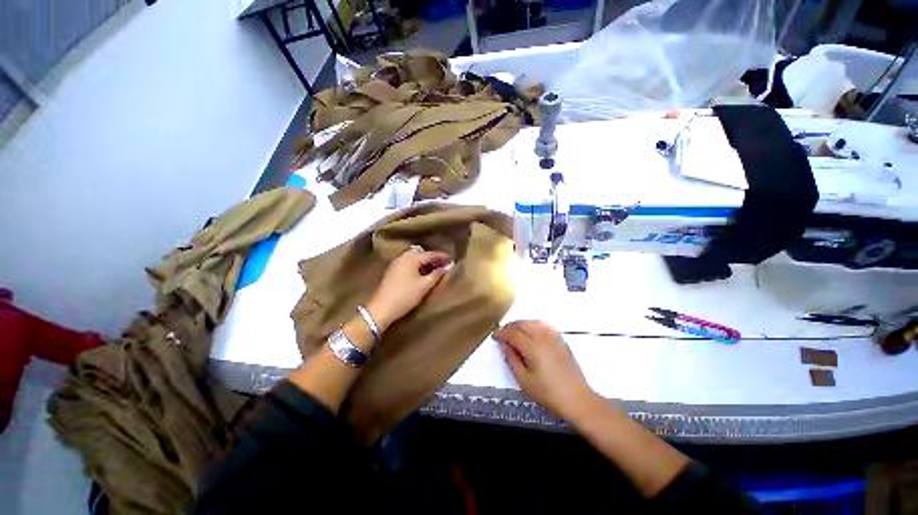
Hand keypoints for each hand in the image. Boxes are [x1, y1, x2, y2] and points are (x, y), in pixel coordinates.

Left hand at [366, 248, 451, 330]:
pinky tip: (421, 274)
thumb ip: (437, 275)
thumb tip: (446, 267)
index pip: (430, 254)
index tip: (451, 259)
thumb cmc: (406, 295)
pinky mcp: (392, 272)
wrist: (382, 308)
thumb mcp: (424, 286)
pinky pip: (408, 264)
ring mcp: (396, 264)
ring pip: (414, 259)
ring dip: (424, 263)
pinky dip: (417, 266)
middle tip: (443, 264)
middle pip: (421, 254)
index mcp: (412, 258)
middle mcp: (403, 257)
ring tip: (434, 270)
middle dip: (432, 258)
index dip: (442, 256)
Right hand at [494, 320, 595, 419]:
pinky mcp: (561, 339)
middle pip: (522, 324)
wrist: (577, 399)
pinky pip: (543, 325)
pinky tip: (530, 332)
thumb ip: (512, 360)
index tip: (494, 336)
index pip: (513, 333)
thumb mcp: (524, 381)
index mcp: (533, 347)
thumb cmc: (548, 394)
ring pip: (533, 322)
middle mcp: (543, 337)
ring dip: (521, 324)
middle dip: (510, 326)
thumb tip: (503, 344)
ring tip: (514, 332)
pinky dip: (533, 325)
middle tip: (502, 333)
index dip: (502, 333)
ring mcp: (553, 337)